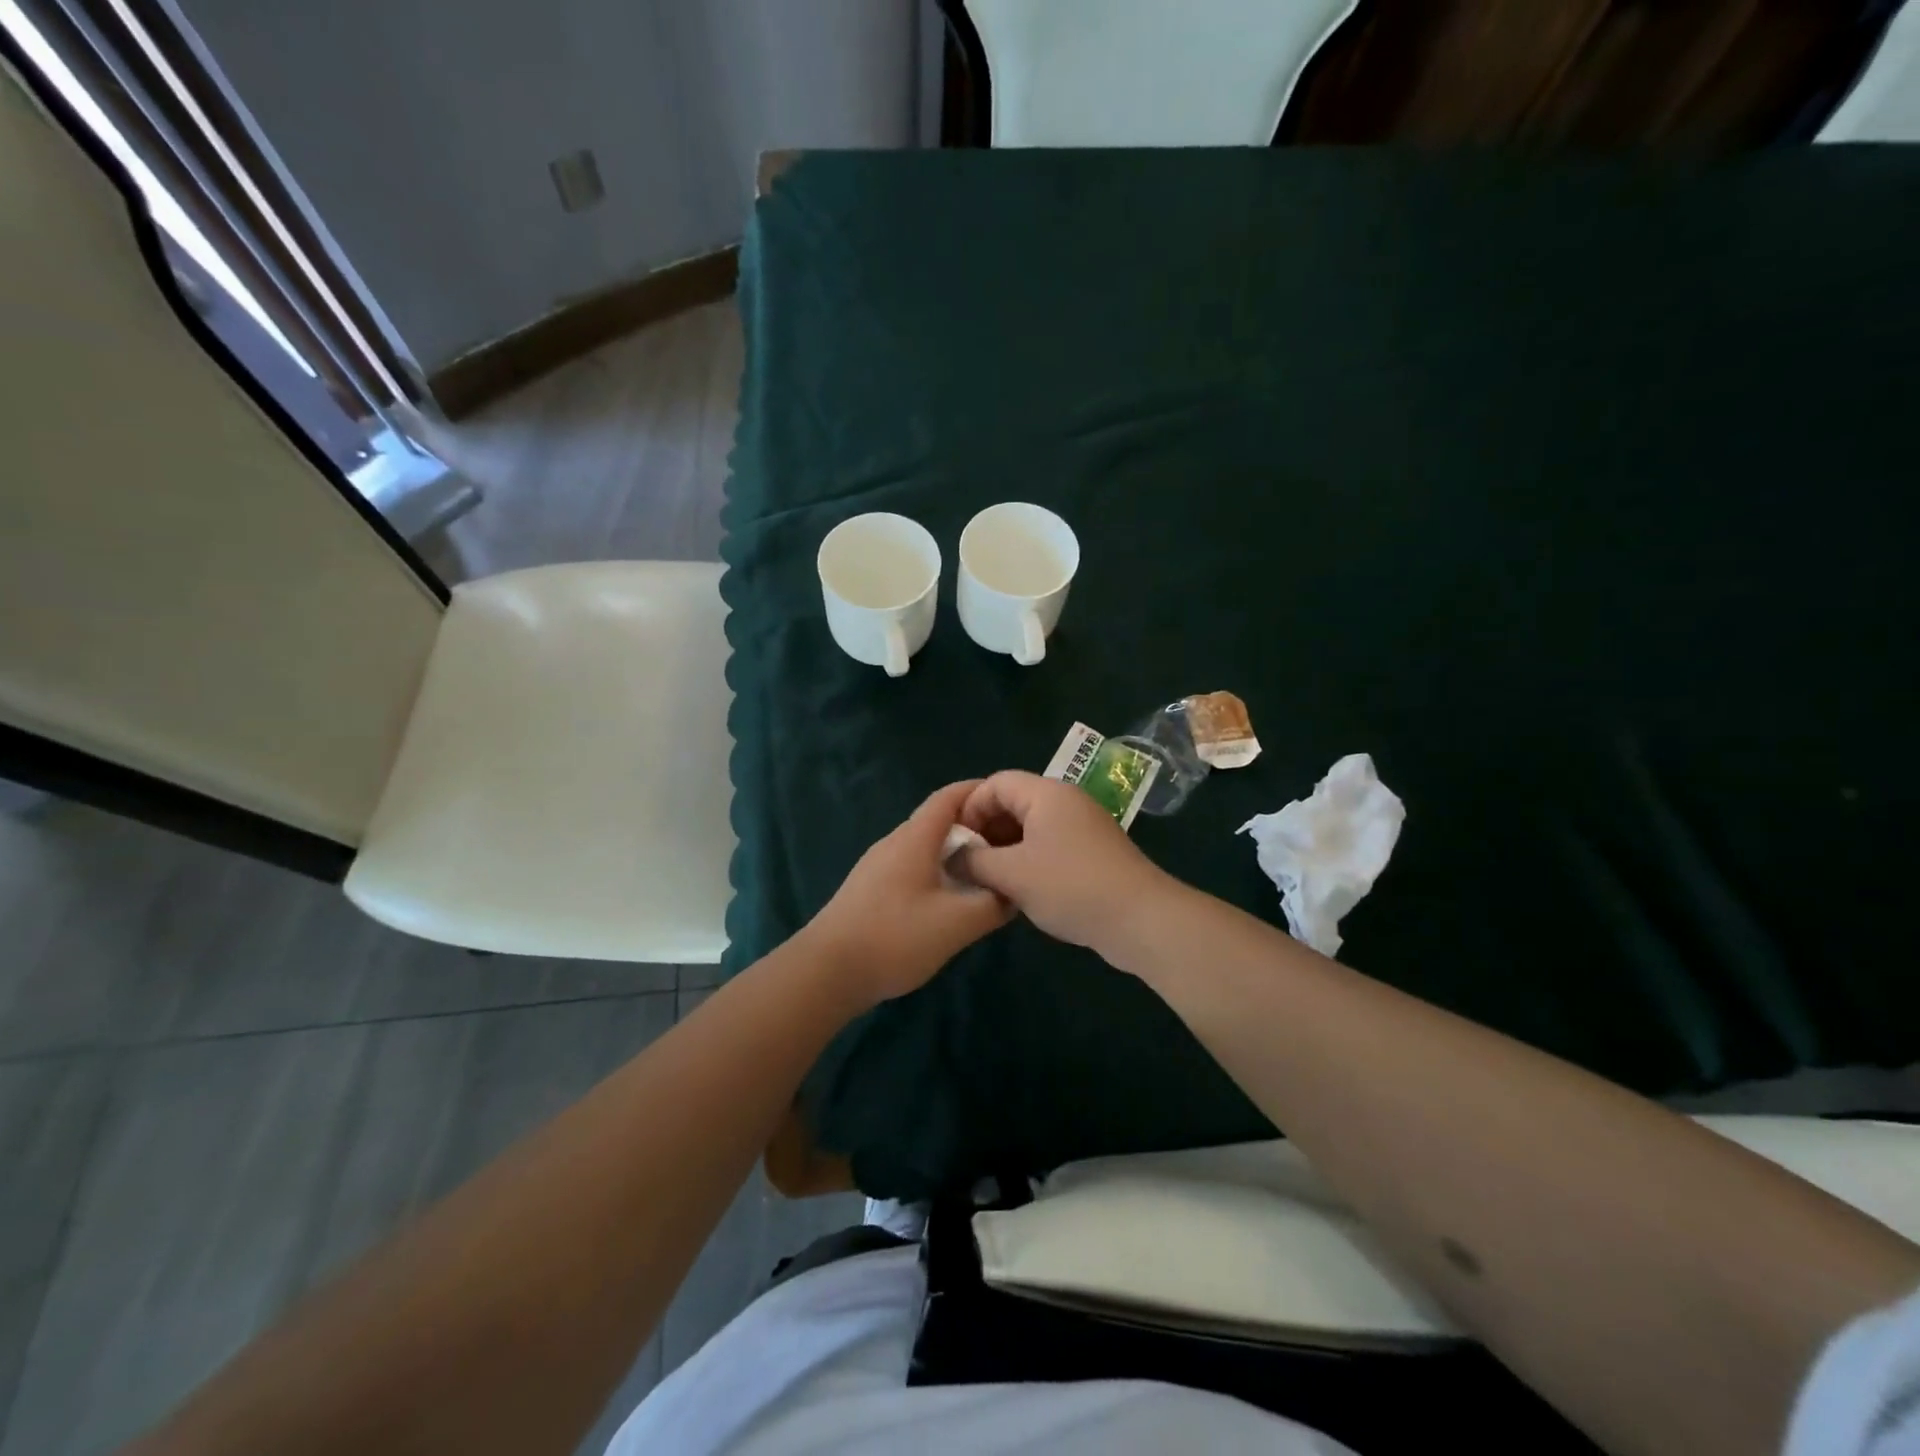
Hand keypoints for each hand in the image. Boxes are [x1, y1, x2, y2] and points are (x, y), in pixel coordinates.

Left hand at [805, 780, 1013, 1005]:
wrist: (827, 971)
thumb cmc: (895, 937)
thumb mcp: (956, 923)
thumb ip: (992, 904)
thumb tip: (1013, 891)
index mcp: (914, 838)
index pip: (950, 797)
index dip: (981, 792)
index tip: (1012, 803)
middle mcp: (895, 843)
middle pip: (939, 821)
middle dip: (976, 827)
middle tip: (1009, 847)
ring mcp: (878, 866)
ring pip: (926, 848)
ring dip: (957, 854)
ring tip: (987, 875)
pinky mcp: (871, 890)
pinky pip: (913, 868)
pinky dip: (939, 873)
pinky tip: (952, 902)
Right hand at [956, 771, 1175, 955]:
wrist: (1140, 918)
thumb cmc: (1070, 886)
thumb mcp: (1011, 874)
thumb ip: (974, 861)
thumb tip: (952, 858)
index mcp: (1046, 794)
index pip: (995, 783)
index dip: (969, 808)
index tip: (955, 842)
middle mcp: (1066, 801)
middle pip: (1014, 802)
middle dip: (986, 829)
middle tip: (968, 863)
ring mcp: (1083, 826)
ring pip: (1031, 827)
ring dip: (1006, 848)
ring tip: (988, 879)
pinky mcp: (1094, 852)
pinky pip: (1050, 845)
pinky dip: (1029, 860)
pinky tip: (1019, 889)